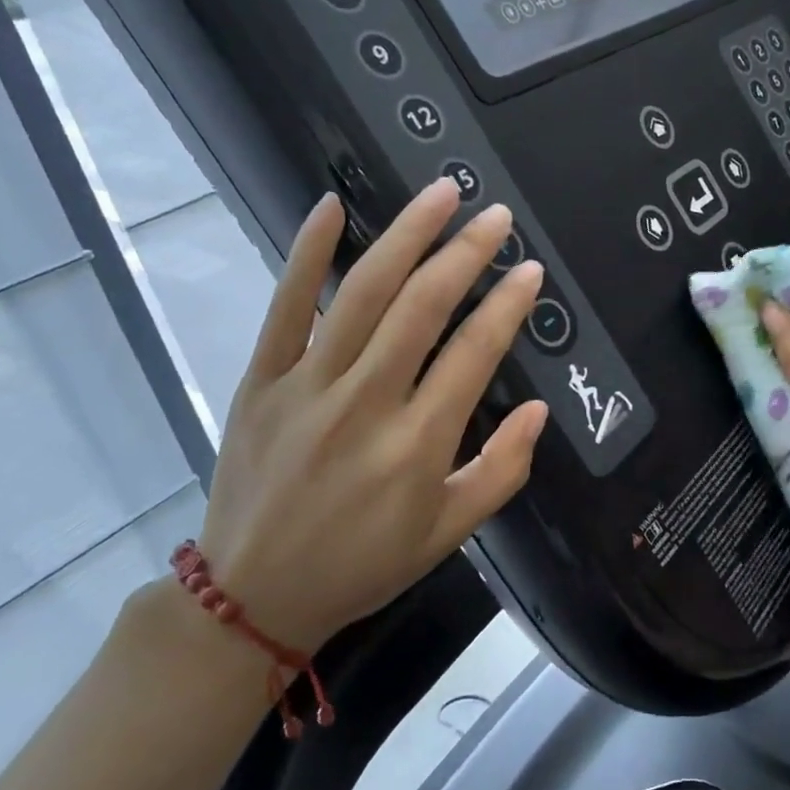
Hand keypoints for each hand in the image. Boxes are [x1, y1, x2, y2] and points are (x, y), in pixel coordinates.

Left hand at [197, 181, 549, 650]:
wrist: (252, 595)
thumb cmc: (363, 564)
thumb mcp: (449, 532)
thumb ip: (503, 470)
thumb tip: (537, 409)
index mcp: (416, 445)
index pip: (473, 354)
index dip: (507, 306)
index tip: (530, 270)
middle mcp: (365, 403)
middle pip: (422, 308)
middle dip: (466, 254)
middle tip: (495, 216)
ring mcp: (307, 385)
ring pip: (364, 293)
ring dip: (406, 236)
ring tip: (441, 195)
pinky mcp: (261, 379)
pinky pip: (286, 306)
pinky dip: (307, 253)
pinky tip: (331, 206)